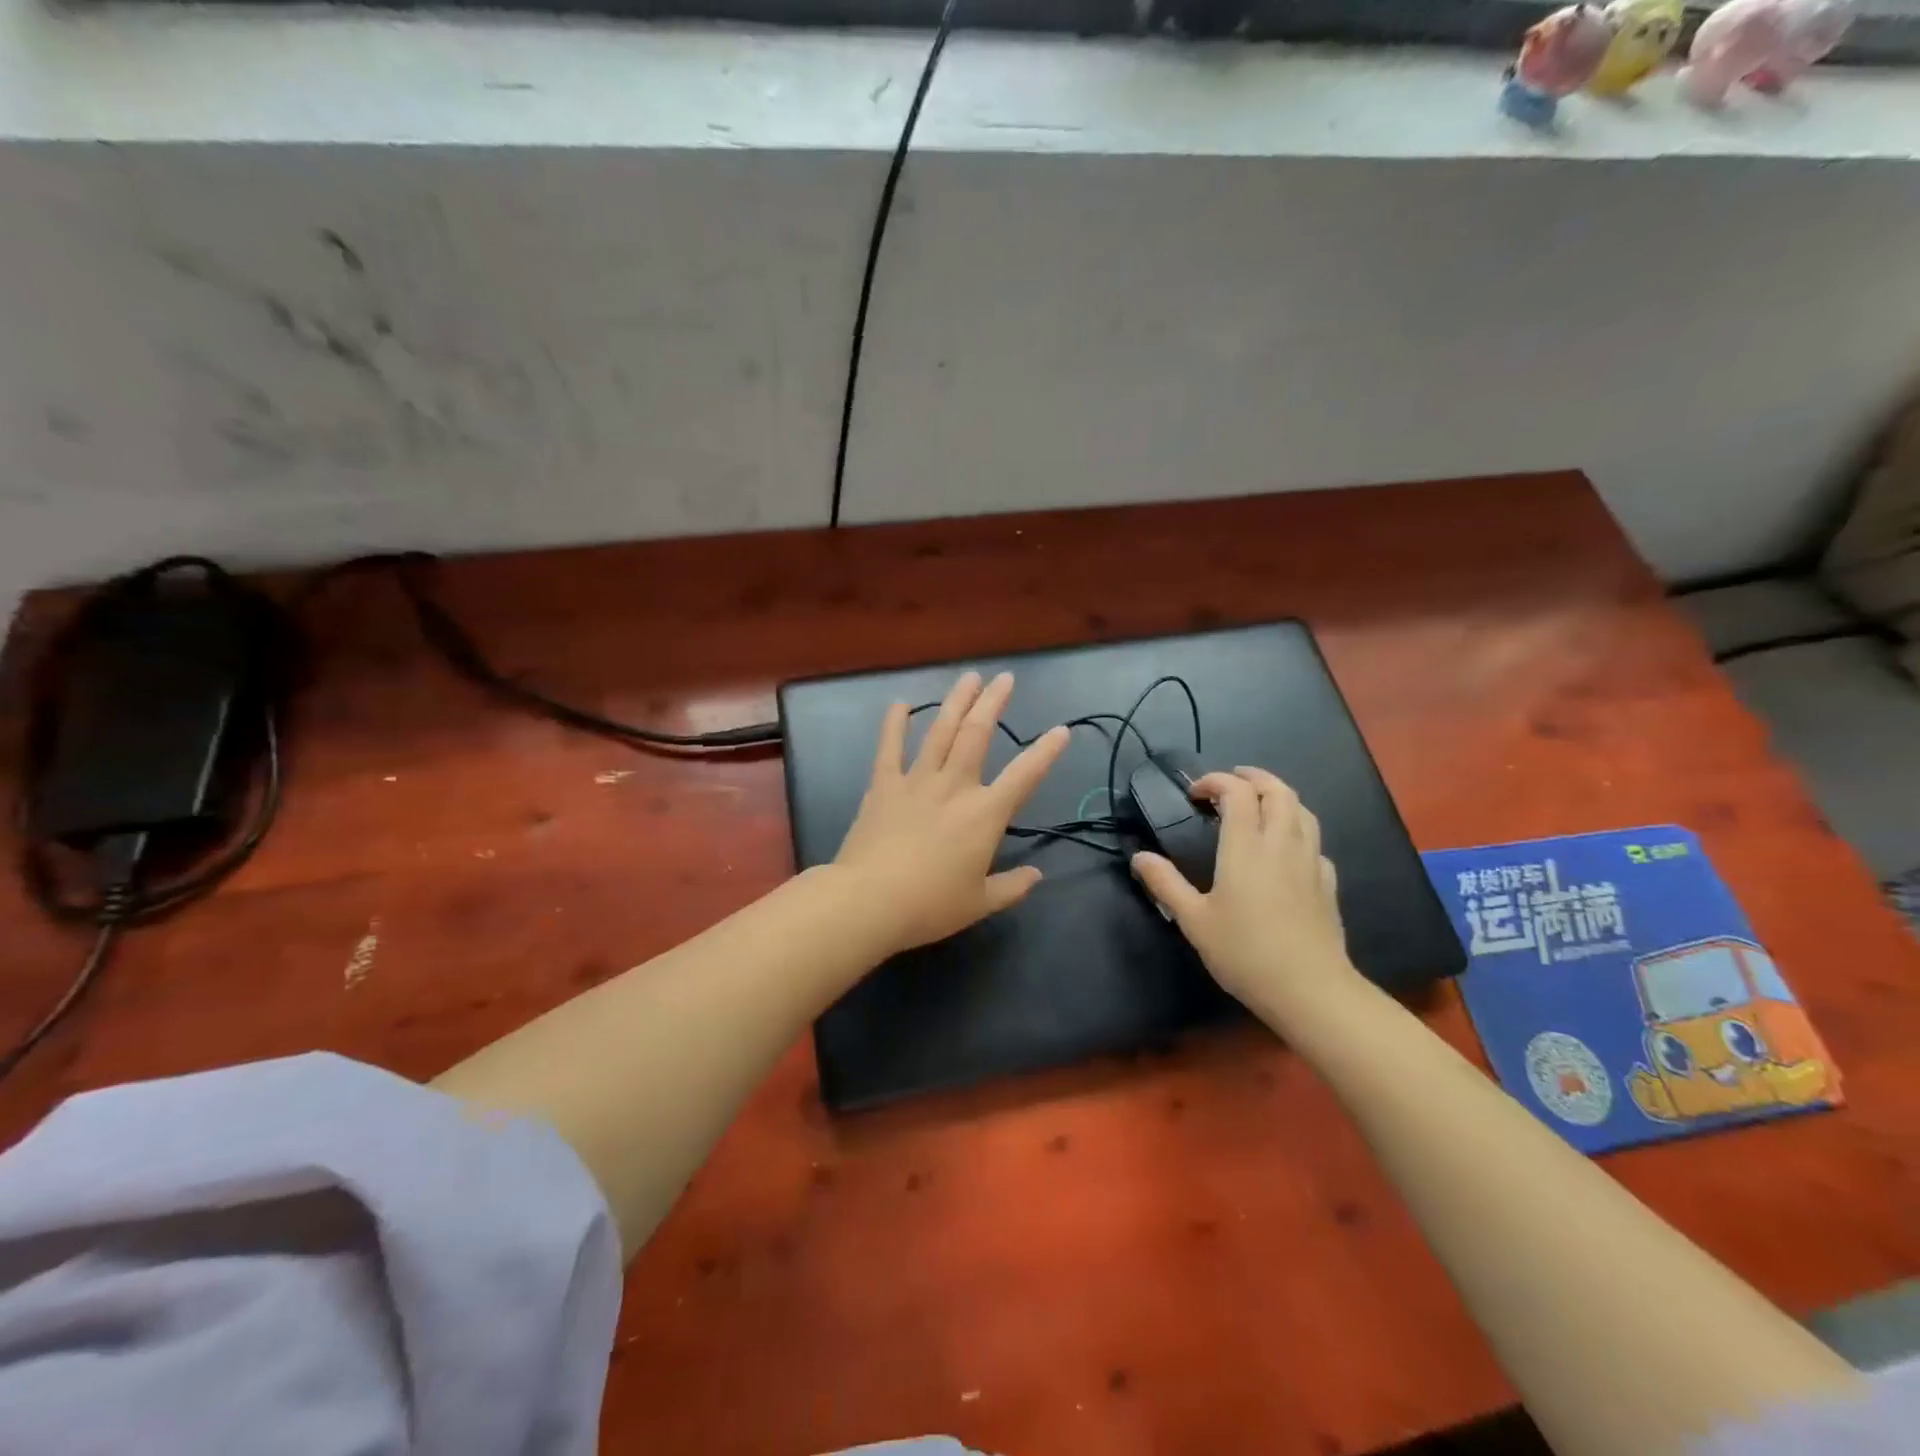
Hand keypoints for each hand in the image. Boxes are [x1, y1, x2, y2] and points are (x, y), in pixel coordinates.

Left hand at [835, 671, 1068, 954]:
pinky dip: (895, 724)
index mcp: (984, 814)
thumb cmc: (930, 905)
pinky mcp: (883, 785)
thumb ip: (1011, 887)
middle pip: (977, 734)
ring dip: (956, 702)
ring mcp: (916, 781)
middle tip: (1004, 678)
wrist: (869, 901)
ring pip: (940, 731)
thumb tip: (1037, 876)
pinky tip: (900, 703)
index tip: (1061, 730)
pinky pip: (889, 748)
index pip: (1024, 776)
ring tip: (969, 678)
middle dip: (993, 703)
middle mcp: (954, 787)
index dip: (1045, 752)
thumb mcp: (980, 903)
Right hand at [1131, 767, 1358, 1023]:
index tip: (1194, 795)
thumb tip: (1140, 857)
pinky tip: (1285, 849)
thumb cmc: (1245, 952)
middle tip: (1228, 785)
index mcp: (1246, 847)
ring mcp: (1310, 862)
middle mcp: (1282, 844)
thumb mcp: (1194, 921)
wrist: (1310, 990)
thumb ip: (1166, 884)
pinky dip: (1296, 830)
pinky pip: (1314, 841)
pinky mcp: (1327, 883)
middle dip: (1252, 777)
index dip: (1215, 782)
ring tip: (1257, 806)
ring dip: (1278, 797)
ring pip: (1302, 810)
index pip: (1237, 792)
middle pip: (1277, 790)